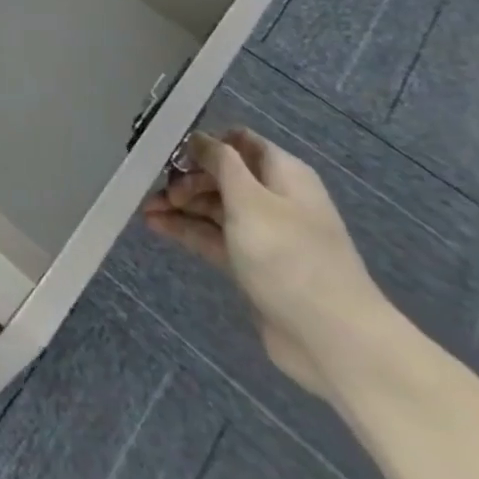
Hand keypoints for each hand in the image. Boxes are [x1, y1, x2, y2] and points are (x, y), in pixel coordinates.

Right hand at [142, 128, 387, 398]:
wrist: (333, 340)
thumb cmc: (289, 257)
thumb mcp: (250, 199)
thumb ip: (221, 162)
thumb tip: (199, 138)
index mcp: (282, 173)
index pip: (239, 142)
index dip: (205, 142)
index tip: (170, 151)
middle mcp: (274, 198)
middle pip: (223, 175)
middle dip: (186, 177)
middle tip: (156, 189)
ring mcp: (263, 234)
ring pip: (214, 208)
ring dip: (181, 205)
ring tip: (145, 208)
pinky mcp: (253, 266)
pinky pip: (214, 237)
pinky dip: (187, 230)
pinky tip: (155, 227)